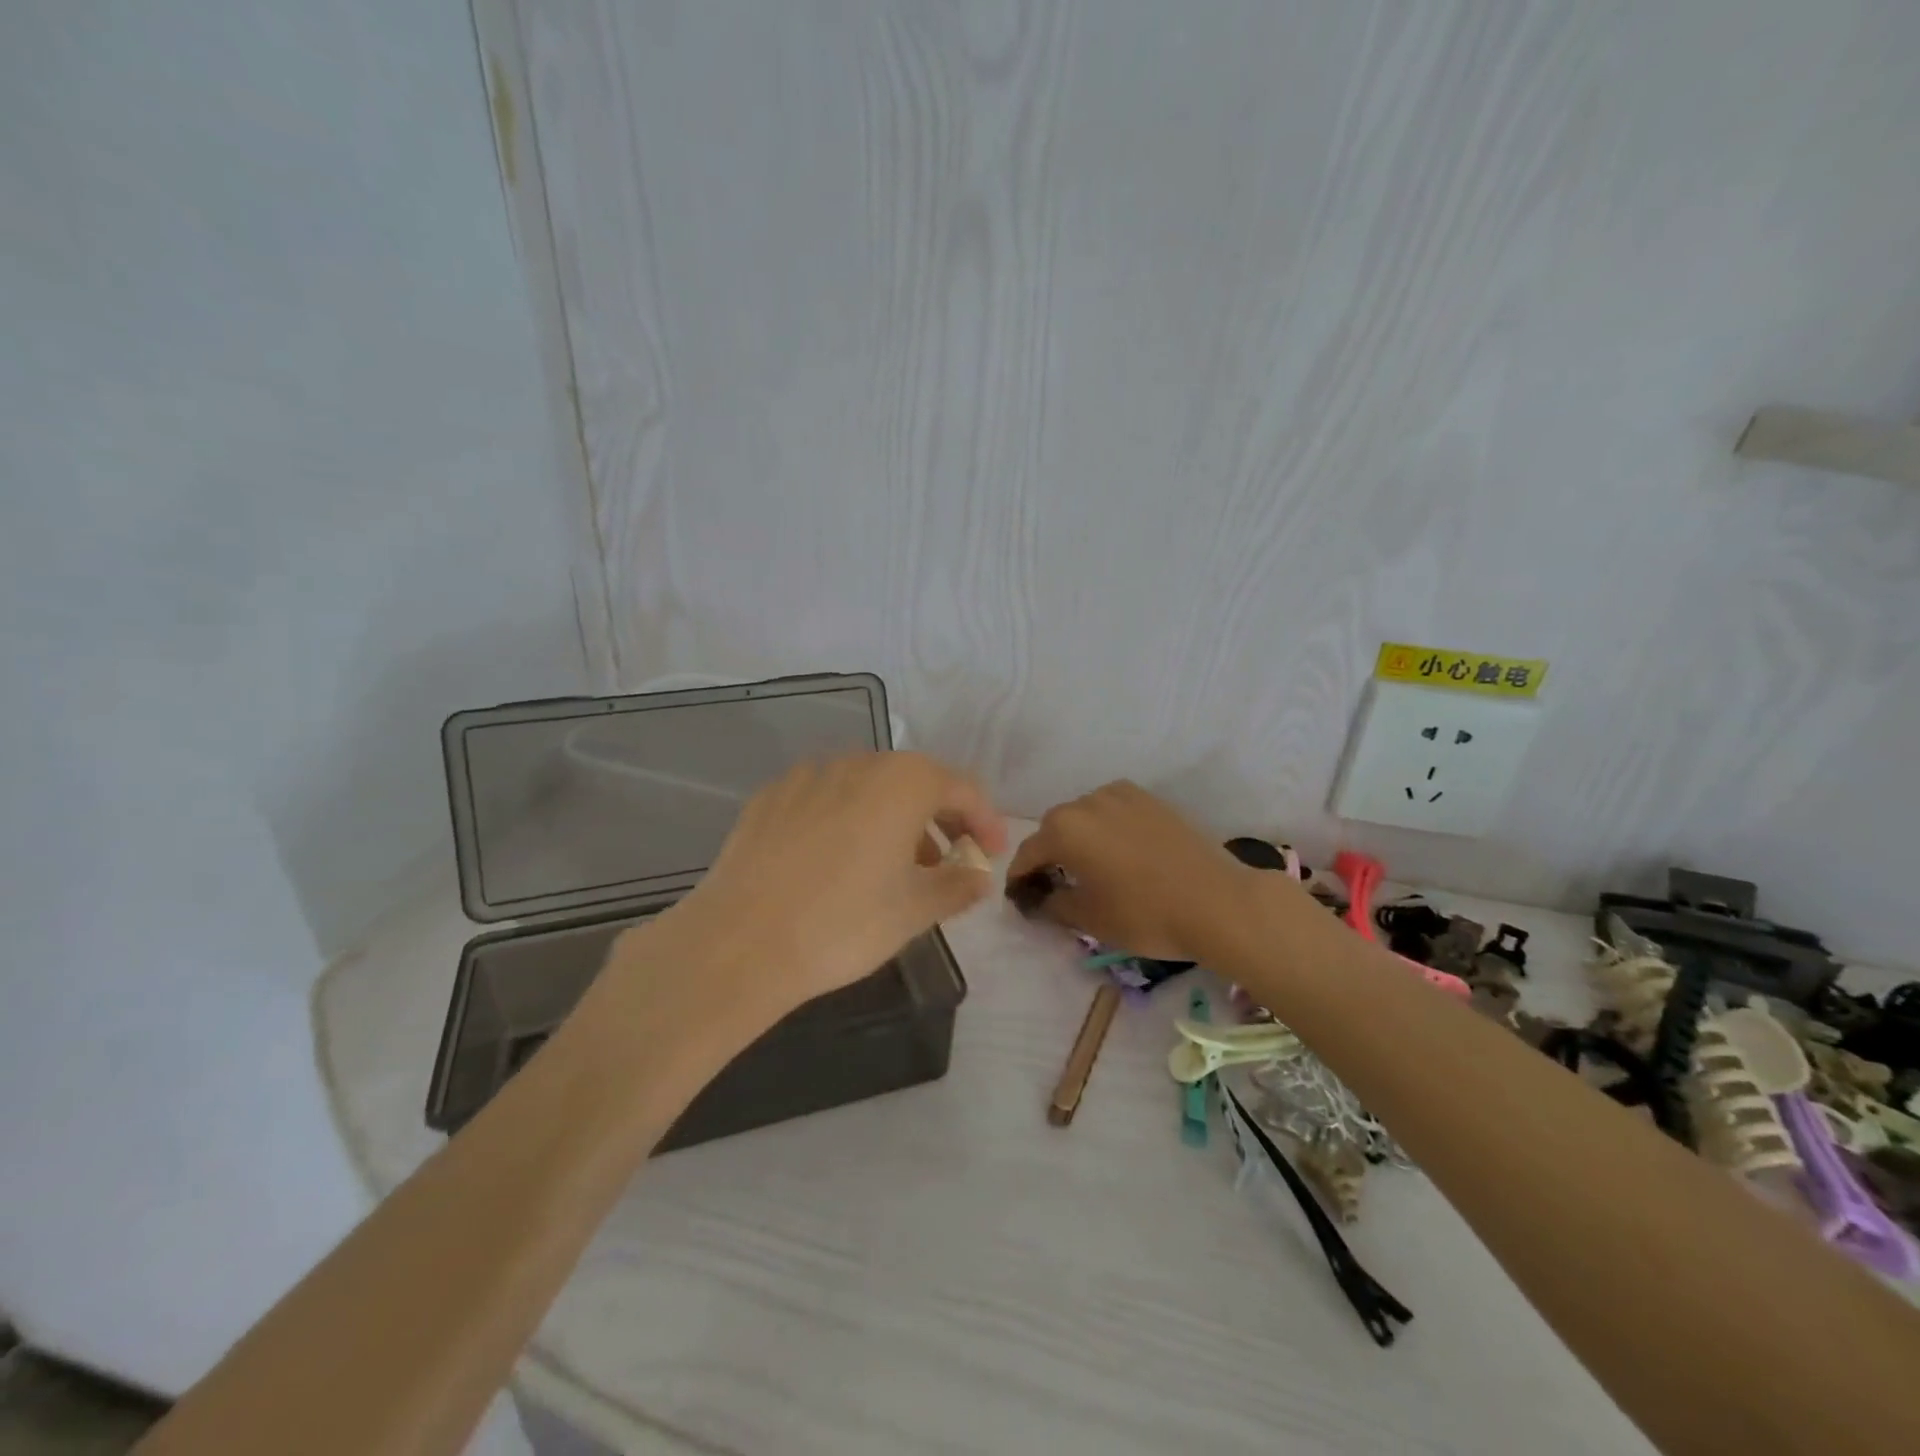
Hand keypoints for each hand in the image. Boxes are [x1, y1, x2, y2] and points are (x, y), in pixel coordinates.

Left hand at [651, 752, 1006, 1021]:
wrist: (739, 942)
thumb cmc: (844, 923)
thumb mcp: (915, 910)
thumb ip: (957, 886)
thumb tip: (977, 876)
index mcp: (902, 782)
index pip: (961, 788)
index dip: (984, 821)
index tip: (990, 855)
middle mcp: (858, 764)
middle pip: (913, 781)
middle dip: (938, 819)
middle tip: (946, 862)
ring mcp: (808, 776)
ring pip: (867, 788)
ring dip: (892, 819)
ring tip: (891, 867)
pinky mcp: (770, 797)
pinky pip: (825, 799)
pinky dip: (846, 820)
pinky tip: (835, 861)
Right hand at [1007, 781, 1260, 960]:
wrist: (1217, 901)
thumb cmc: (1145, 914)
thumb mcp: (1089, 919)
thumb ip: (1052, 905)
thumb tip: (1037, 899)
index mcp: (1064, 829)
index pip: (1028, 853)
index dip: (1020, 877)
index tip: (1020, 897)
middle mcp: (1086, 802)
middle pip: (1054, 828)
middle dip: (1049, 854)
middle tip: (1056, 884)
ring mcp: (1121, 795)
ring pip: (1084, 815)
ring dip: (1079, 837)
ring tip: (1091, 867)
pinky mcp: (1149, 798)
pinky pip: (1113, 810)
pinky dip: (1106, 827)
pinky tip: (1120, 852)